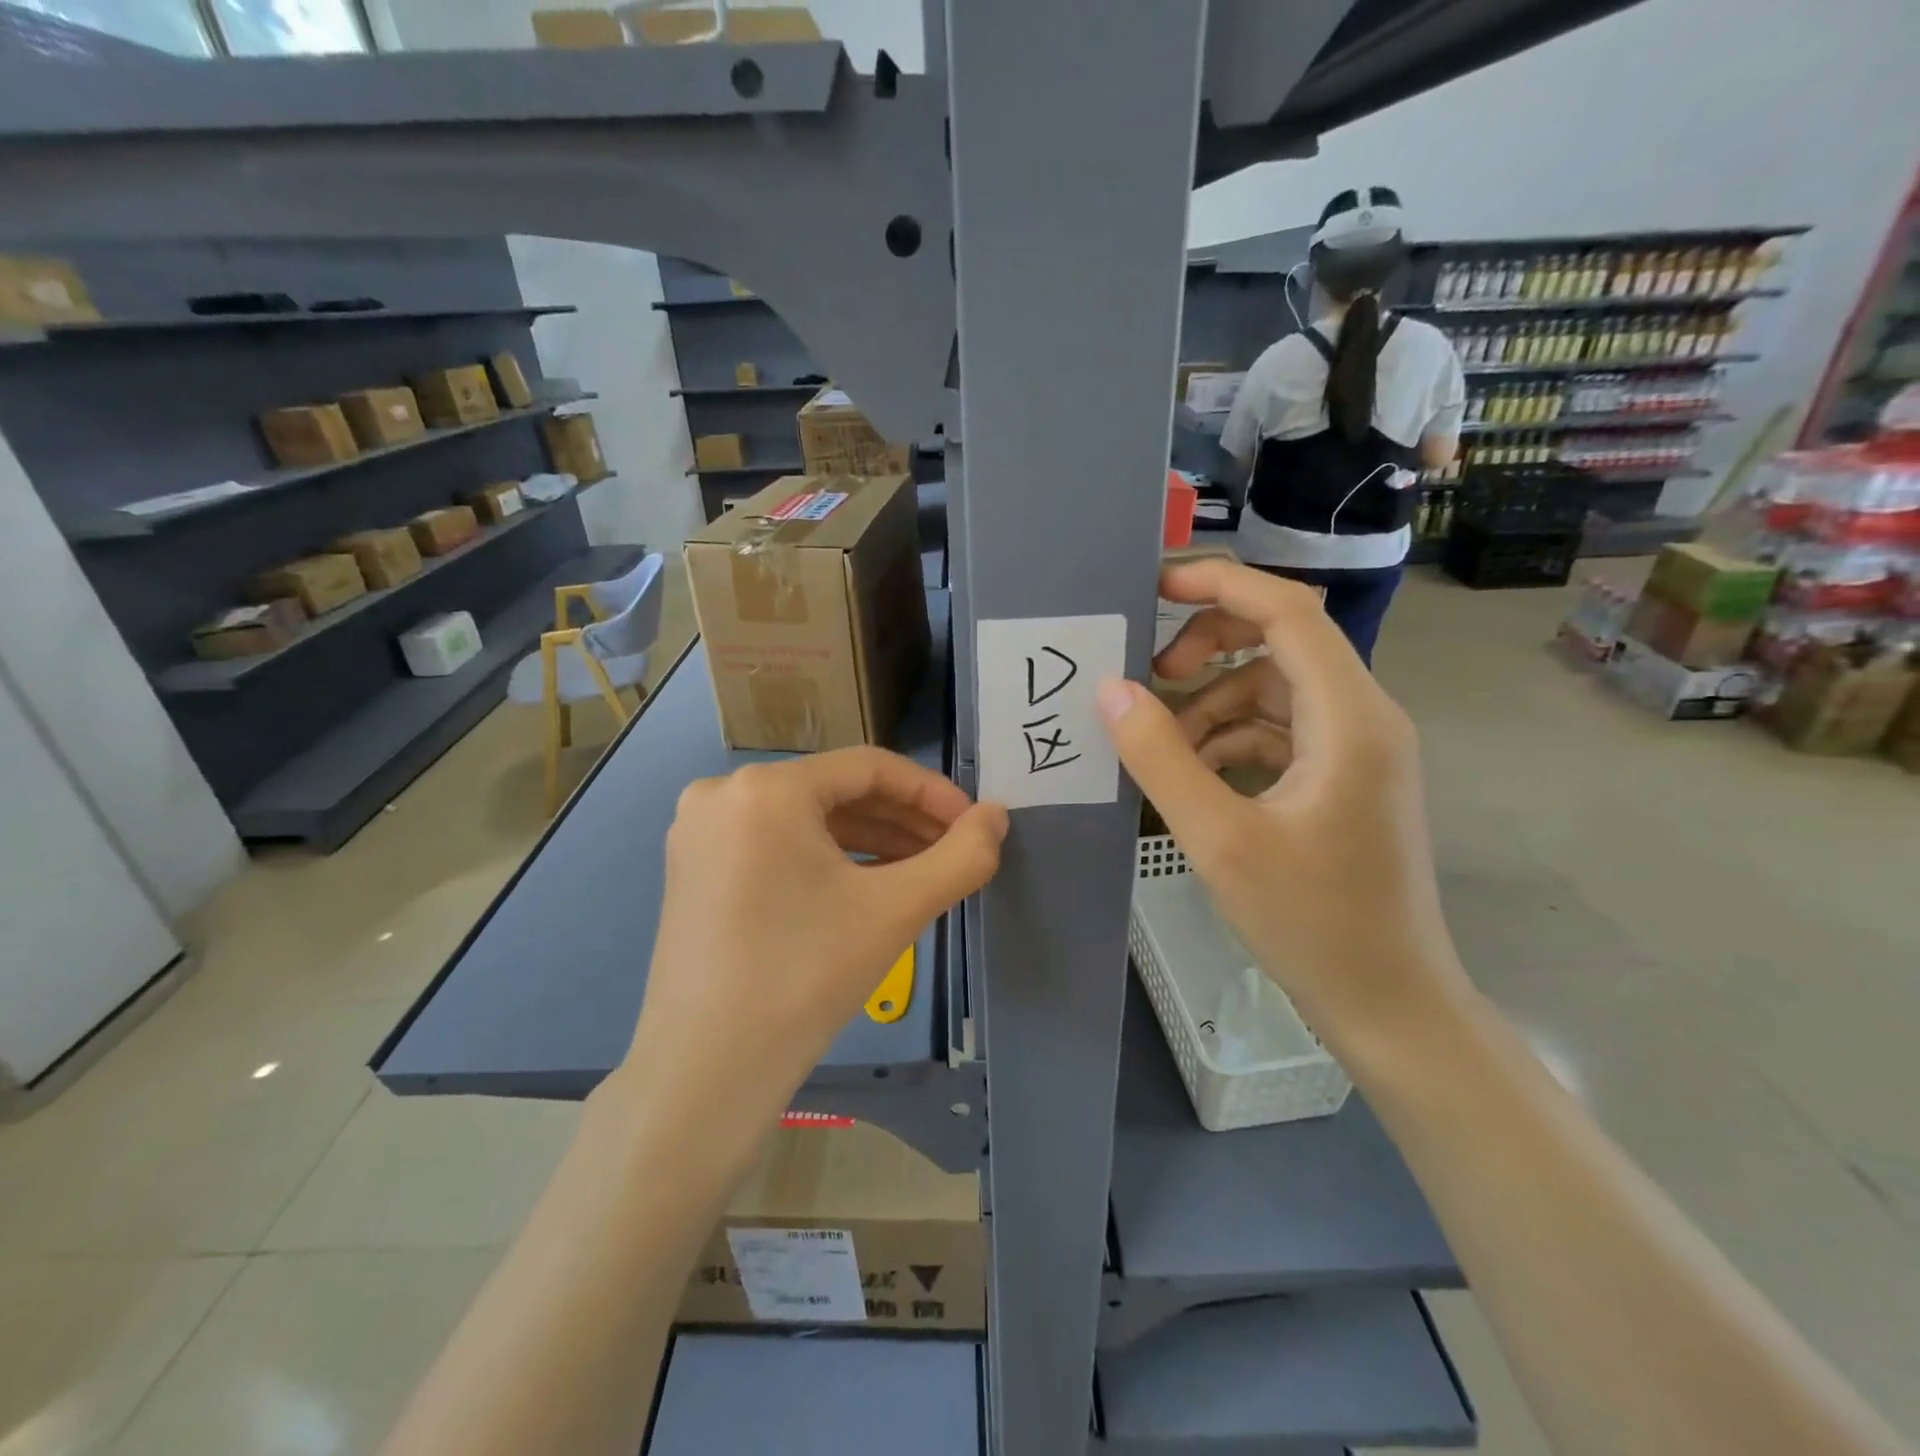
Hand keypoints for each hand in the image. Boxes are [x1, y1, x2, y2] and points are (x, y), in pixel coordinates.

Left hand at [619, 748, 1006, 1143]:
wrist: (704, 1074)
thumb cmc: (804, 977)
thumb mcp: (895, 910)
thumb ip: (961, 856)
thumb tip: (997, 817)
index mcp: (765, 789)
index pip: (869, 767)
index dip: (931, 793)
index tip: (974, 825)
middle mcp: (724, 794)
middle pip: (837, 792)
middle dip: (903, 821)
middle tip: (953, 852)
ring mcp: (702, 832)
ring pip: (808, 819)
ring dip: (871, 840)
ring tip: (922, 870)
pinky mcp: (694, 868)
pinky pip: (778, 844)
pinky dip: (828, 859)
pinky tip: (870, 885)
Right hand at [1097, 559, 1469, 1045]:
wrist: (1390, 1002)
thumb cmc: (1312, 923)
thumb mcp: (1220, 838)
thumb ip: (1161, 757)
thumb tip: (1110, 690)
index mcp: (1349, 718)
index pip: (1288, 612)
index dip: (1220, 585)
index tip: (1154, 586)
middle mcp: (1364, 718)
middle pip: (1282, 642)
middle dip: (1209, 648)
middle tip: (1151, 677)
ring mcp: (1358, 750)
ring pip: (1275, 690)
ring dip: (1214, 704)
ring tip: (1164, 745)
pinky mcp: (1345, 779)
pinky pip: (1282, 731)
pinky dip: (1233, 739)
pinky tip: (1196, 776)